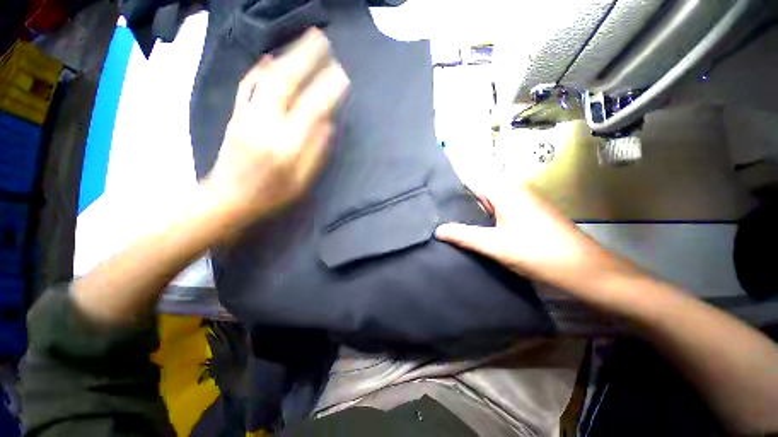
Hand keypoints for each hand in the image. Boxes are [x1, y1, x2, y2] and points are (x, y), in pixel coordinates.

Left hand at [205, 28, 349, 225]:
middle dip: (305, 58)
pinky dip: (260, 68)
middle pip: (286, 84)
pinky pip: (248, 86)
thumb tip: (327, 123)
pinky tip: (270, 58)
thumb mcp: (303, 183)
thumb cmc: (272, 196)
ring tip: (303, 41)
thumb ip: (316, 153)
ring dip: (287, 56)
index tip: (342, 76)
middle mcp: (265, 125)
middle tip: (322, 39)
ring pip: (267, 79)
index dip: (328, 90)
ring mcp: (246, 117)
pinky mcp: (235, 116)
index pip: (311, 110)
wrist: (229, 199)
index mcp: (286, 146)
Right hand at [435, 182, 634, 298]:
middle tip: (439, 216)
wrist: (584, 270)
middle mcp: (514, 190)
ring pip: (489, 203)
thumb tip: (438, 230)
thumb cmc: (537, 253)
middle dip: (460, 205)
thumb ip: (463, 236)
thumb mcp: (494, 245)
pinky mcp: (528, 214)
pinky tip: (476, 231)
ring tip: (452, 225)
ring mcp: (524, 201)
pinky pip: (500, 211)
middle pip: (479, 193)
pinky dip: (486, 219)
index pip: (471, 181)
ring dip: (473, 214)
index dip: (452, 191)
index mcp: (505, 190)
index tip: (434, 201)